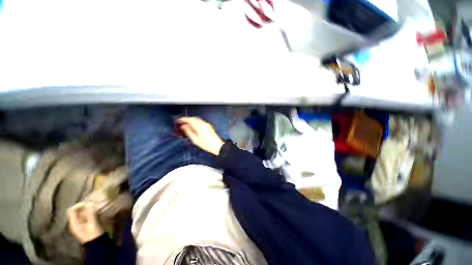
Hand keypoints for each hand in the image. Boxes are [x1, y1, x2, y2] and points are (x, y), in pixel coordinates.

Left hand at [67, 202, 103, 243]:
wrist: (97, 244)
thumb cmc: (93, 234)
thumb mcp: (92, 224)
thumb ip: (90, 213)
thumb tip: (89, 203)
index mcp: (73, 223)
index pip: (71, 210)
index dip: (78, 205)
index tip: (87, 202)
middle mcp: (74, 223)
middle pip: (75, 212)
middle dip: (83, 207)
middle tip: (92, 204)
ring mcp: (79, 224)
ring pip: (80, 214)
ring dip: (86, 209)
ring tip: (94, 207)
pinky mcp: (84, 225)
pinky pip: (84, 216)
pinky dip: (88, 213)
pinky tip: (94, 212)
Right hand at [177, 117, 224, 155]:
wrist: (217, 146)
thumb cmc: (205, 144)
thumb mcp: (195, 140)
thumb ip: (189, 132)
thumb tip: (183, 126)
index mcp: (199, 126)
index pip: (189, 119)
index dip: (183, 119)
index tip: (177, 121)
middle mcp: (203, 123)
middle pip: (193, 118)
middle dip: (187, 119)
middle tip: (181, 123)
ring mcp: (207, 124)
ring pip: (197, 119)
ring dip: (191, 120)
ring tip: (186, 125)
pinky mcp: (209, 126)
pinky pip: (200, 121)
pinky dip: (195, 122)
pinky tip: (193, 126)